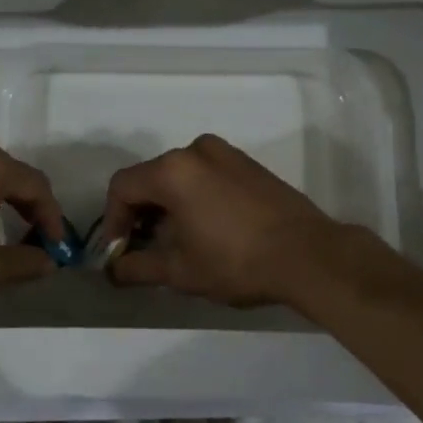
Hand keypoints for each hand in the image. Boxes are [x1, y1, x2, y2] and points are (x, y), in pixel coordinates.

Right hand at [100, 134, 349, 305]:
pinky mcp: (247, 163)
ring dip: (168, 205)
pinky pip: (206, 174)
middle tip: (145, 249)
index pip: (123, 187)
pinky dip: (194, 195)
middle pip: (150, 177)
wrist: (309, 255)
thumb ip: (138, 267)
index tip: (120, 251)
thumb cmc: (236, 261)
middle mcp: (195, 150)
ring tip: (177, 242)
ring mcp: (225, 153)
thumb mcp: (180, 271)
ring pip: (179, 175)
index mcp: (172, 170)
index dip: (113, 220)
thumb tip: (113, 271)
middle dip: (141, 213)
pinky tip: (207, 228)